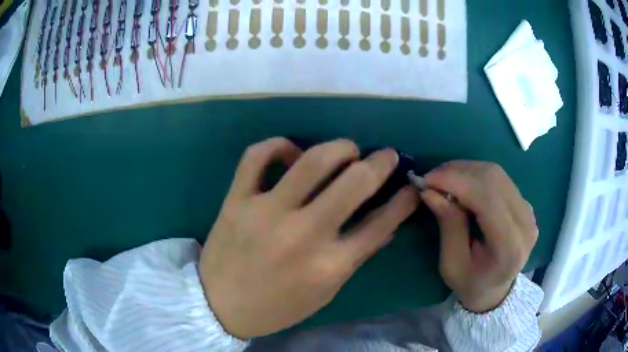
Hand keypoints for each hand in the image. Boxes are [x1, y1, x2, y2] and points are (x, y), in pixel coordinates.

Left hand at [199, 138, 418, 338]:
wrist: (221, 306)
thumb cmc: (277, 306)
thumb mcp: (325, 292)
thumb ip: (356, 257)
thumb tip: (387, 225)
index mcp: (329, 265)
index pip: (381, 223)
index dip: (403, 200)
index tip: (410, 186)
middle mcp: (302, 235)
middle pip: (355, 183)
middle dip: (380, 163)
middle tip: (386, 156)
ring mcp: (265, 213)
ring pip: (312, 161)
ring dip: (340, 147)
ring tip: (347, 150)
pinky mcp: (236, 200)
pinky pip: (257, 156)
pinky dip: (278, 145)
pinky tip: (291, 152)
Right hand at [421, 161, 537, 312]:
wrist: (495, 290)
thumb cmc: (470, 283)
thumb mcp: (451, 264)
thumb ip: (448, 226)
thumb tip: (430, 191)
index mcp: (510, 247)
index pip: (488, 200)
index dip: (457, 182)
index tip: (427, 180)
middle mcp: (526, 223)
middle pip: (494, 180)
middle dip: (458, 172)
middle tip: (431, 179)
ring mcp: (528, 211)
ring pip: (496, 173)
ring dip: (466, 170)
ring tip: (442, 179)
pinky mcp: (524, 203)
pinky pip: (499, 178)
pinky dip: (475, 175)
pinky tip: (460, 183)